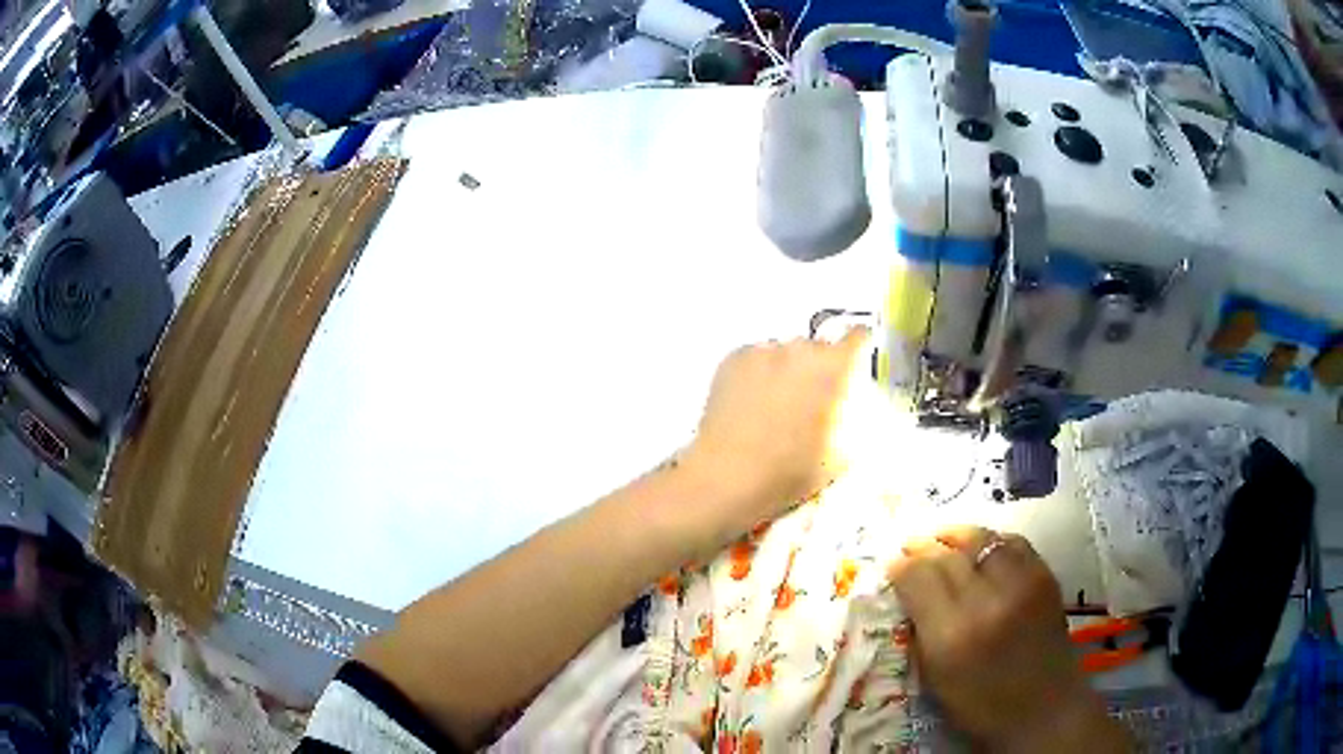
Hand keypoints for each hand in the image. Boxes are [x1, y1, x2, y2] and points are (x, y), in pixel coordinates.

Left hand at [681, 328, 869, 536]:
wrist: (726, 476)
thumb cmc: (786, 472)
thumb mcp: (837, 460)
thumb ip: (849, 433)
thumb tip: (848, 429)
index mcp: (831, 369)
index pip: (856, 337)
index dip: (858, 346)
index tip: (853, 360)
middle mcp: (797, 350)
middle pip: (816, 348)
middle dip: (817, 369)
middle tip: (809, 401)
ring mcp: (761, 351)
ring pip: (782, 353)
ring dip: (785, 371)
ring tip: (774, 406)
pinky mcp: (731, 360)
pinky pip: (753, 359)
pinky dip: (756, 375)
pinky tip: (750, 404)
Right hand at [888, 526, 1129, 751]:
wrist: (1044, 708)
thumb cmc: (981, 706)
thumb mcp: (936, 679)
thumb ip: (921, 631)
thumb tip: (909, 591)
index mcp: (951, 636)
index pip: (919, 578)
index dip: (902, 565)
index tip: (894, 563)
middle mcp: (986, 602)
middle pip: (948, 555)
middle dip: (925, 546)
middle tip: (912, 546)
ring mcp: (1021, 585)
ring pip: (982, 538)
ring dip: (958, 536)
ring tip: (944, 539)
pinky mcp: (1045, 577)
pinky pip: (1013, 543)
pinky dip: (992, 541)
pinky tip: (983, 549)